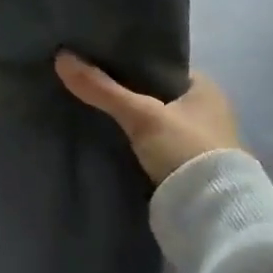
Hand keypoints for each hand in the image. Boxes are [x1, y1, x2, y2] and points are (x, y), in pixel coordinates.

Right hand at [54, 55, 240, 186]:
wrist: (211, 216)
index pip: (159, 64)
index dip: (129, 59)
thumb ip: (102, 88)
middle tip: (86, 80)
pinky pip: (149, 141)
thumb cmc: (186, 150)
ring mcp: (197, 141)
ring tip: (87, 104)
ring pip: (149, 118)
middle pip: (152, 91)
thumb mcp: (141, 115)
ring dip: (126, 116)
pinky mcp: (185, 166)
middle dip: (123, 89)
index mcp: (206, 89)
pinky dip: (130, 137)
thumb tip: (61, 57)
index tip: (96, 56)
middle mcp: (206, 111)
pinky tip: (104, 133)